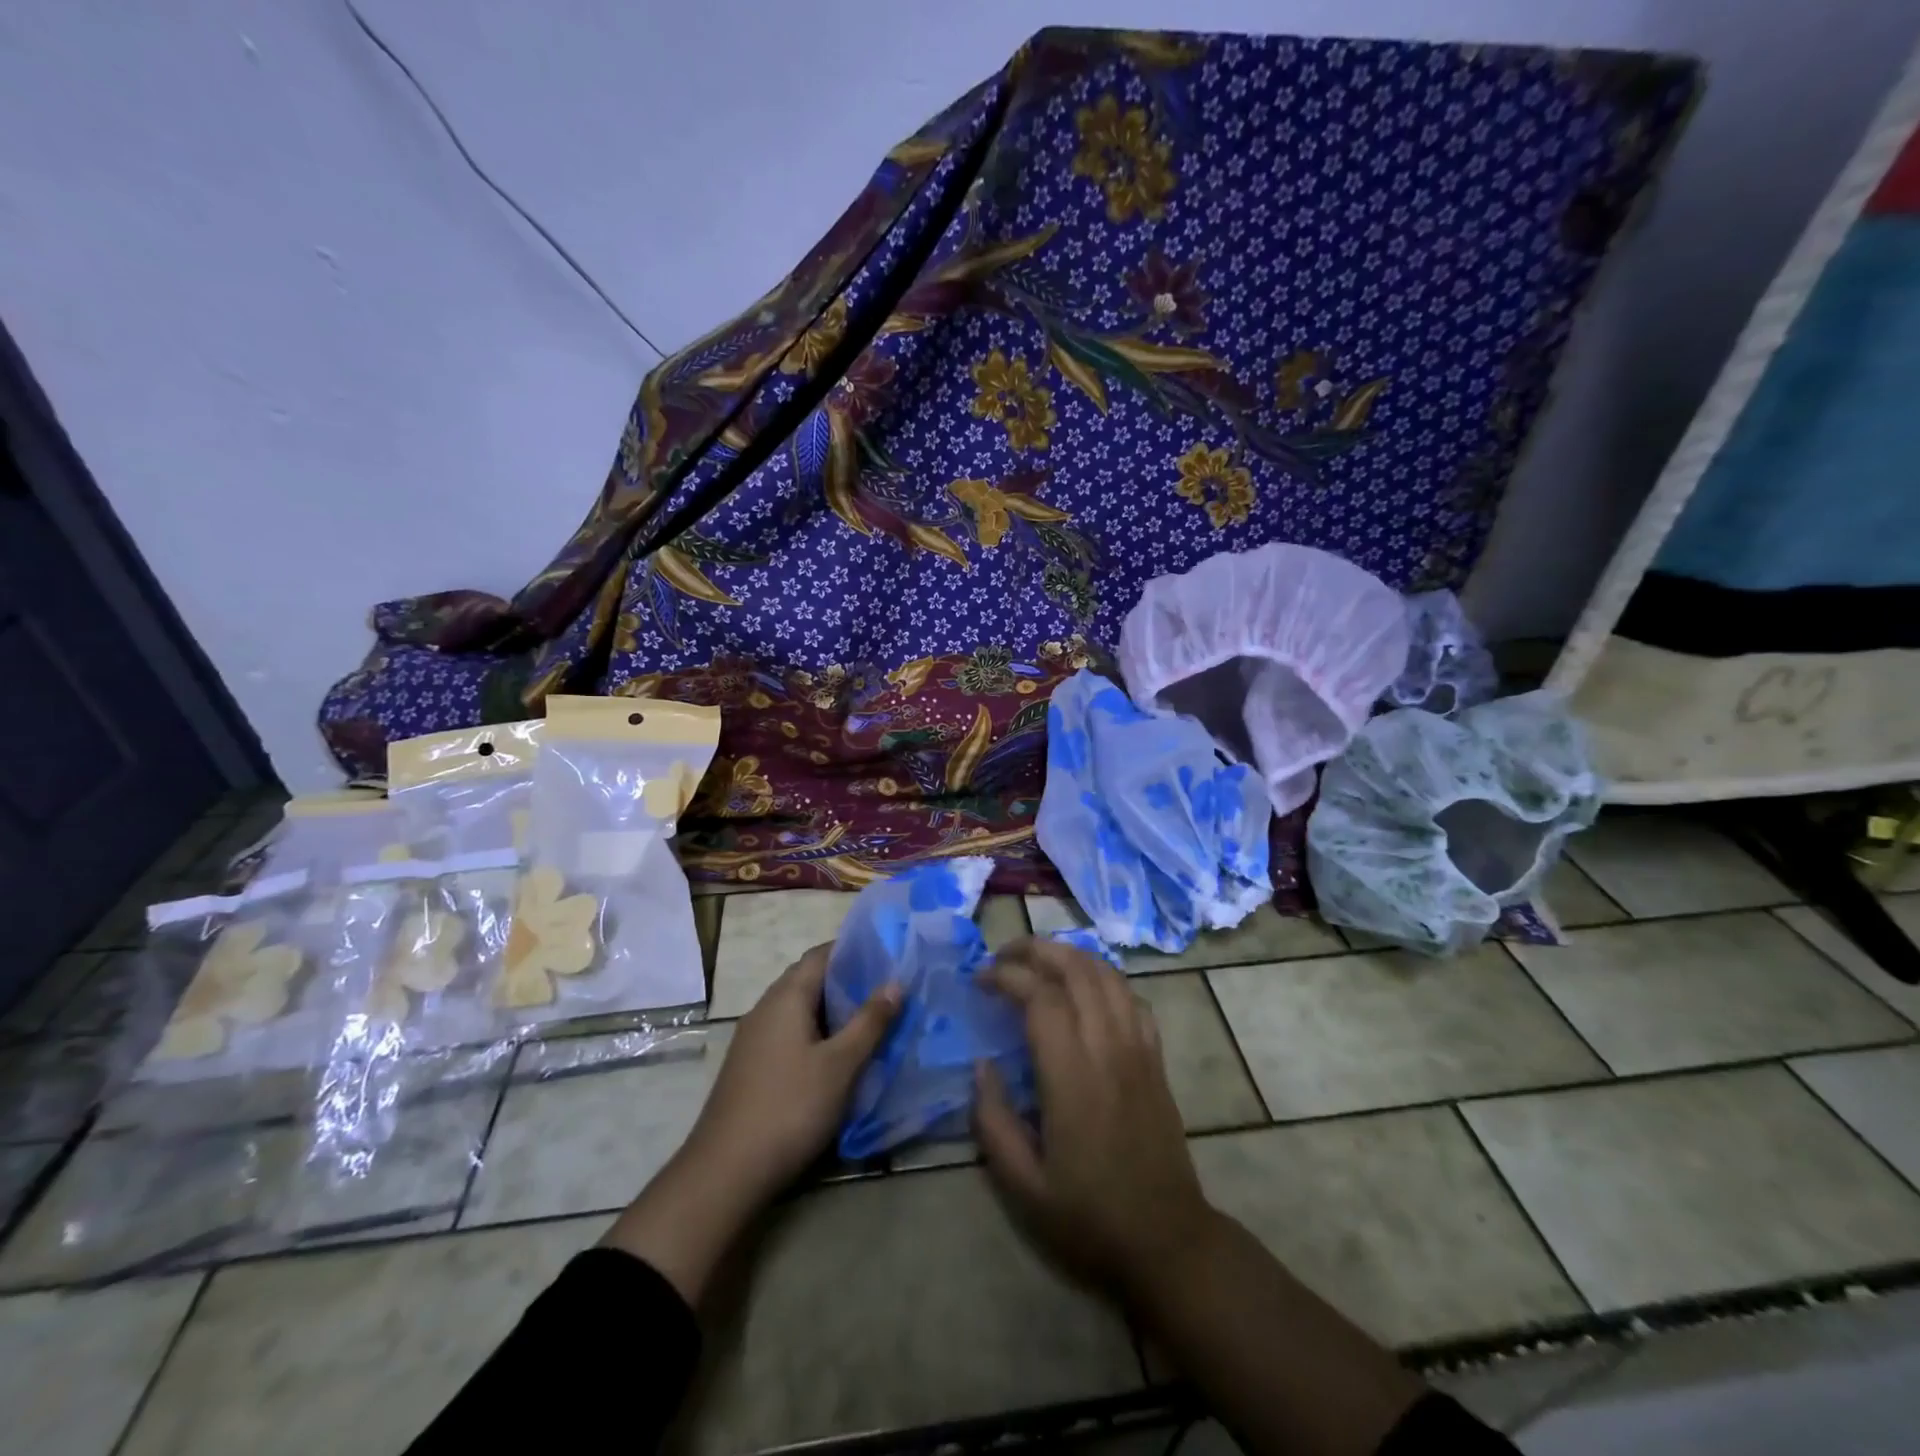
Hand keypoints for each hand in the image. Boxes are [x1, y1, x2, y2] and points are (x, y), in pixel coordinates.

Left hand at [683, 941, 901, 1199]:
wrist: (726, 1171)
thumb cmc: (790, 1107)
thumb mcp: (841, 1065)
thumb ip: (869, 1022)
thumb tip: (895, 982)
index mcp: (786, 997)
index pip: (820, 954)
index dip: (853, 950)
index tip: (887, 956)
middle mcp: (766, 1008)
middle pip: (809, 979)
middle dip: (846, 981)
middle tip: (886, 990)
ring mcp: (753, 1038)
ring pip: (798, 1009)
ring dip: (831, 1010)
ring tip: (869, 1020)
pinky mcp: (750, 1065)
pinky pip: (788, 1032)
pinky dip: (815, 1033)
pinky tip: (835, 1055)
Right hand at [973, 938, 1214, 1295]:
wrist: (1168, 1242)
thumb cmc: (1089, 1218)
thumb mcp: (1023, 1186)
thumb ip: (993, 1120)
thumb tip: (982, 1065)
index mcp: (1072, 1077)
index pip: (1040, 997)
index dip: (1007, 976)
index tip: (980, 980)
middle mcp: (1109, 1049)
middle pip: (1076, 969)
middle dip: (1035, 950)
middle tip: (1003, 956)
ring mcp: (1139, 1050)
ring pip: (1107, 975)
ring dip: (1070, 955)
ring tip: (1037, 960)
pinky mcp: (1156, 1058)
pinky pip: (1132, 997)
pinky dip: (1104, 978)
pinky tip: (1084, 989)